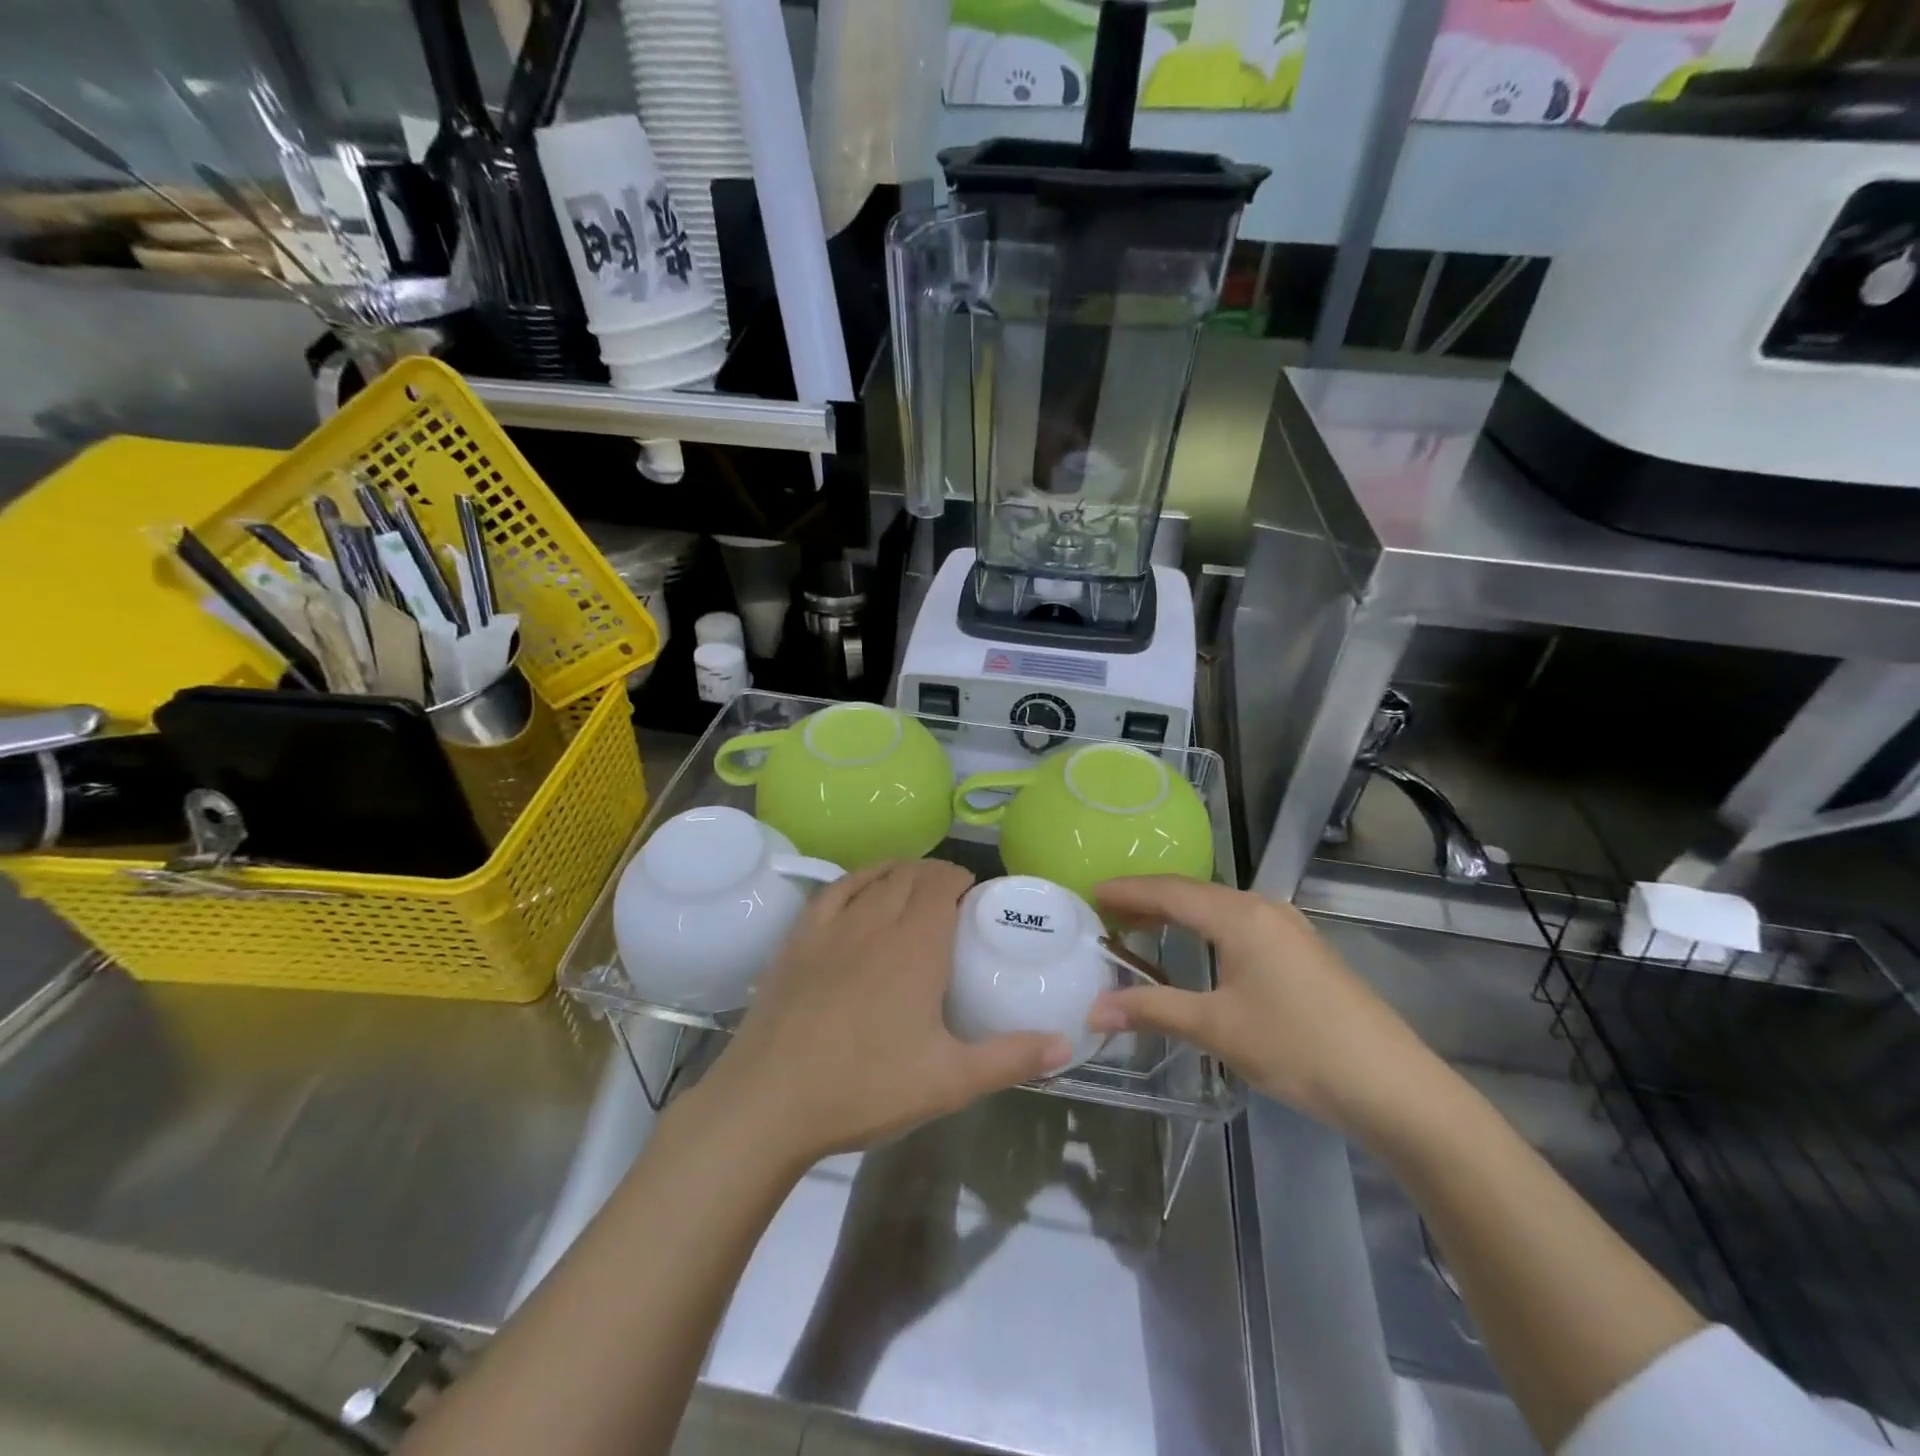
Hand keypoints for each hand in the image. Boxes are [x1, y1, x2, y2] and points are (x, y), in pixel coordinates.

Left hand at [691, 859, 1074, 1167]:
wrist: (769, 1102)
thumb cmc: (865, 1088)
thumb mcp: (949, 1082)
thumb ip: (1010, 1058)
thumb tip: (1066, 1044)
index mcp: (915, 946)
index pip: (942, 884)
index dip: (960, 879)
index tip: (974, 895)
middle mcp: (875, 921)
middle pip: (910, 874)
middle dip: (935, 874)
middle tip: (952, 898)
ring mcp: (831, 927)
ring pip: (873, 876)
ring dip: (899, 871)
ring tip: (914, 885)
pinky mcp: (798, 939)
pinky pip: (833, 890)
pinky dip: (857, 879)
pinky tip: (862, 889)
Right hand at [1086, 876, 1444, 1140]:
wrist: (1395, 1087)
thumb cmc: (1298, 1048)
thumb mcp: (1218, 1028)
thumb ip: (1153, 1011)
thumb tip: (1093, 1010)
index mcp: (1240, 916)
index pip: (1169, 891)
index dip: (1127, 891)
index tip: (1090, 892)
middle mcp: (1264, 909)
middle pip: (1193, 894)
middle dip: (1148, 901)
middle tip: (1106, 914)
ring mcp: (1289, 929)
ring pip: (1218, 909)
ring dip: (1177, 916)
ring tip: (1141, 930)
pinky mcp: (1303, 952)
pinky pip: (1239, 925)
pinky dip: (1205, 930)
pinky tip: (1198, 950)